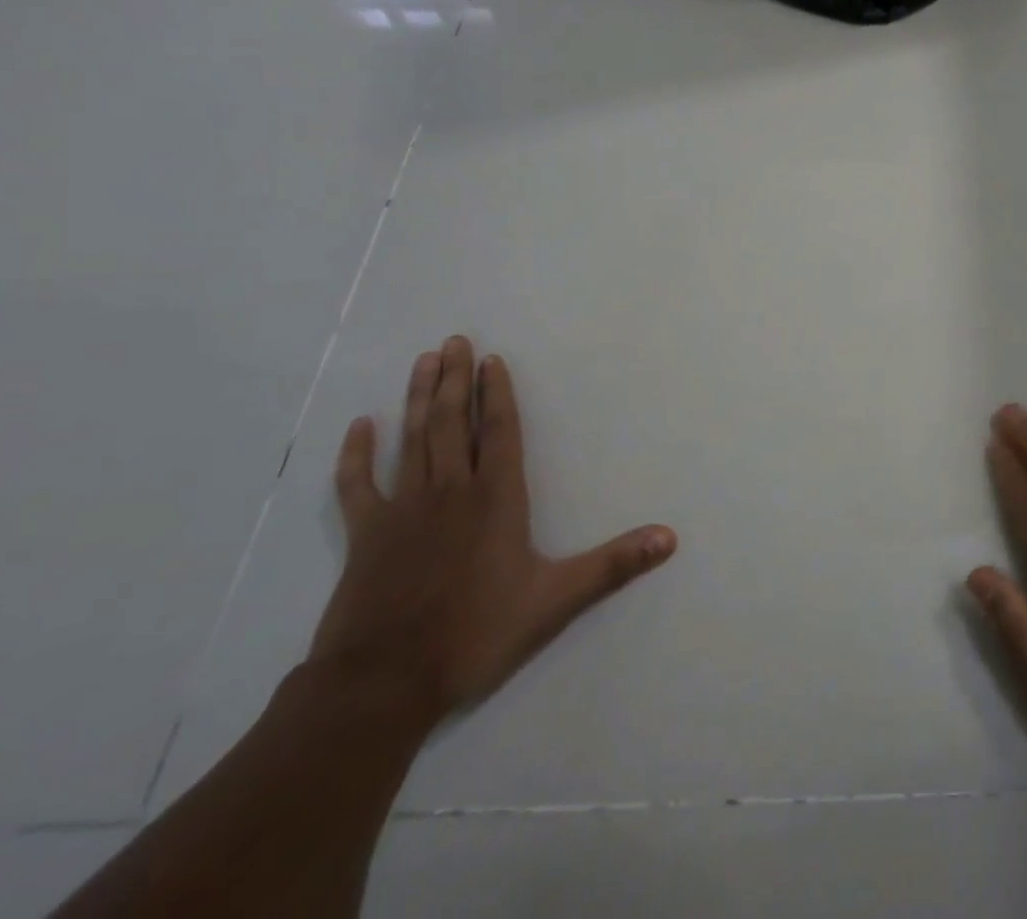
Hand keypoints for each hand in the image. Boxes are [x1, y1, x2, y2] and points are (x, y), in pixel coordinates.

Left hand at [308, 336, 676, 726]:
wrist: (382, 685)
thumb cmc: (475, 634)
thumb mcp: (556, 601)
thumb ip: (613, 564)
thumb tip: (670, 536)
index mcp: (496, 499)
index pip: (499, 431)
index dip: (496, 393)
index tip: (491, 360)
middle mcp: (450, 491)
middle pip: (452, 422)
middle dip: (454, 380)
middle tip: (453, 341)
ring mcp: (402, 510)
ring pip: (412, 439)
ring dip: (417, 398)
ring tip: (423, 361)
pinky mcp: (365, 535)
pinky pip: (358, 485)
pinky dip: (356, 454)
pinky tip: (359, 426)